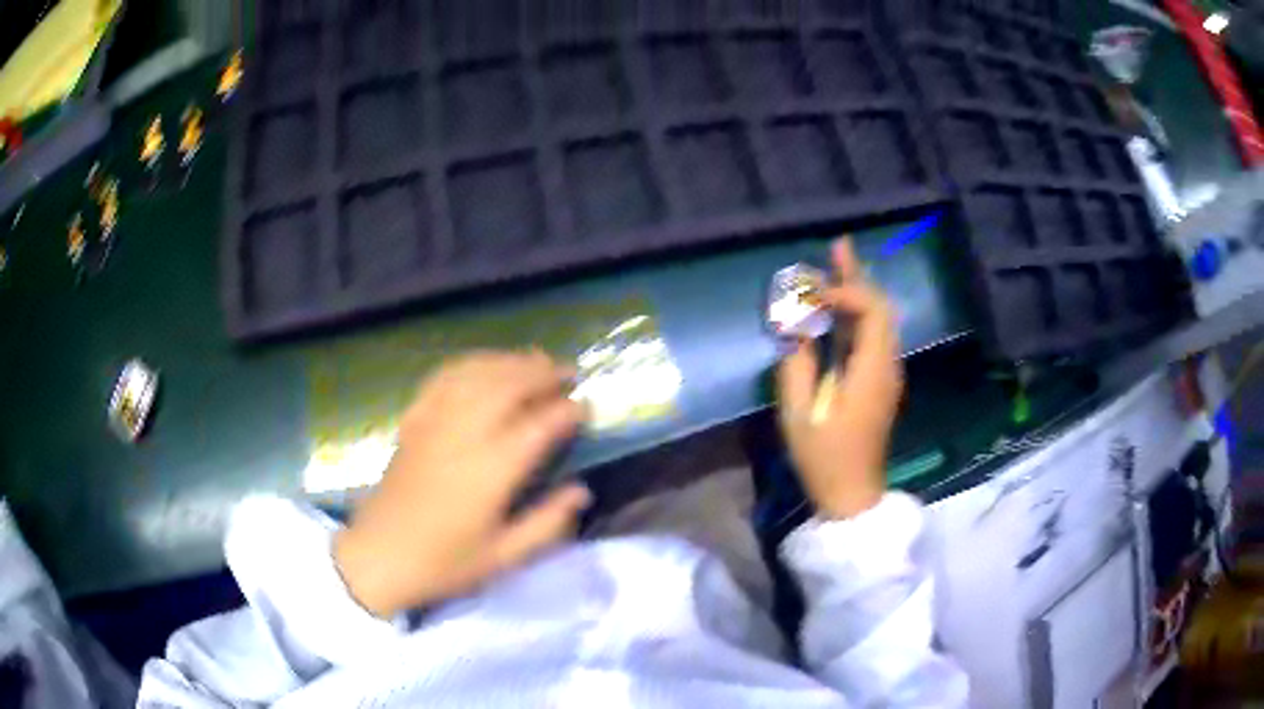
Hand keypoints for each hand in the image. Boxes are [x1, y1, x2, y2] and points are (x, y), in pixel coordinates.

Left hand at [334, 351, 589, 617]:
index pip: (538, 426)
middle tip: (570, 373)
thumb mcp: (504, 557)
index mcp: (490, 472)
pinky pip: (443, 378)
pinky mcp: (413, 421)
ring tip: (536, 360)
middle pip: (508, 385)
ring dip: (510, 361)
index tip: (586, 408)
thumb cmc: (444, 563)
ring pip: (477, 374)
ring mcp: (434, 423)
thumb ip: (547, 523)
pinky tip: (484, 365)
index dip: (567, 411)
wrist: (380, 556)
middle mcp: (463, 436)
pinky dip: (470, 364)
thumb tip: (581, 491)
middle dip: (543, 373)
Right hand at [777, 239, 903, 518]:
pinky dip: (857, 312)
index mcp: (871, 371)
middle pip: (880, 308)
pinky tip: (839, 302)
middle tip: (837, 246)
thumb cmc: (824, 459)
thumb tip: (794, 327)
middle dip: (857, 276)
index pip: (871, 311)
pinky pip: (872, 336)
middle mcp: (886, 365)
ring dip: (858, 290)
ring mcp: (885, 373)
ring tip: (837, 260)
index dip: (844, 290)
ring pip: (878, 319)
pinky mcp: (878, 381)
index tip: (811, 291)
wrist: (853, 494)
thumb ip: (796, 366)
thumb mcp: (801, 415)